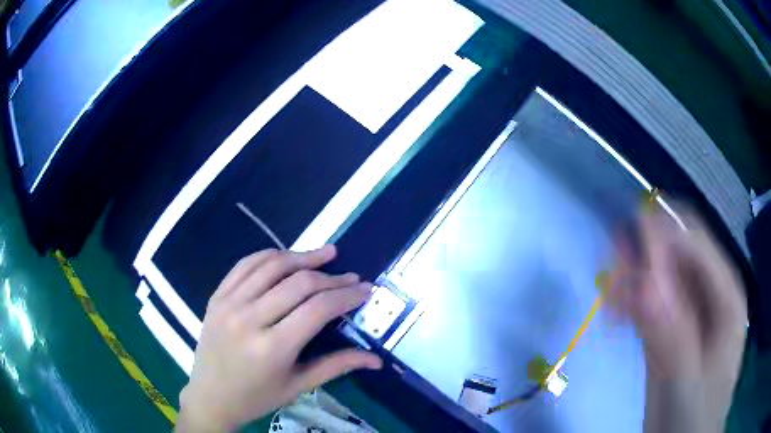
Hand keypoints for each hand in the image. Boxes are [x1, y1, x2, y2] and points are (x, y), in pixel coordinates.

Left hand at [175, 246, 381, 431]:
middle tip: (352, 276)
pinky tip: (288, 256)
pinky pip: (245, 265)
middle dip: (332, 277)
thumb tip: (376, 359)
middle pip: (298, 283)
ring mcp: (229, 303)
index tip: (365, 289)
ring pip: (272, 266)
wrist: (209, 396)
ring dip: (303, 256)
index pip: (318, 308)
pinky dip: (270, 255)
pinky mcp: (217, 295)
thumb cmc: (256, 397)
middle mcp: (249, 319)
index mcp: (272, 348)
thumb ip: (337, 366)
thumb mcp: (298, 386)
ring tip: (327, 254)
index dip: (346, 295)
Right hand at [609, 207, 746, 432]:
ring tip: (608, 294)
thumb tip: (644, 281)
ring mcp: (692, 314)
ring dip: (635, 280)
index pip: (693, 244)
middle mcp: (711, 295)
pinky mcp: (674, 332)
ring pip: (662, 280)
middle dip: (643, 257)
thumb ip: (671, 334)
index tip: (620, 246)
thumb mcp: (686, 381)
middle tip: (609, 272)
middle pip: (677, 257)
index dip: (659, 237)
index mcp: (725, 295)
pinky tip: (616, 311)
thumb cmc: (695, 415)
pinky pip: (653, 305)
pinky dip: (633, 303)